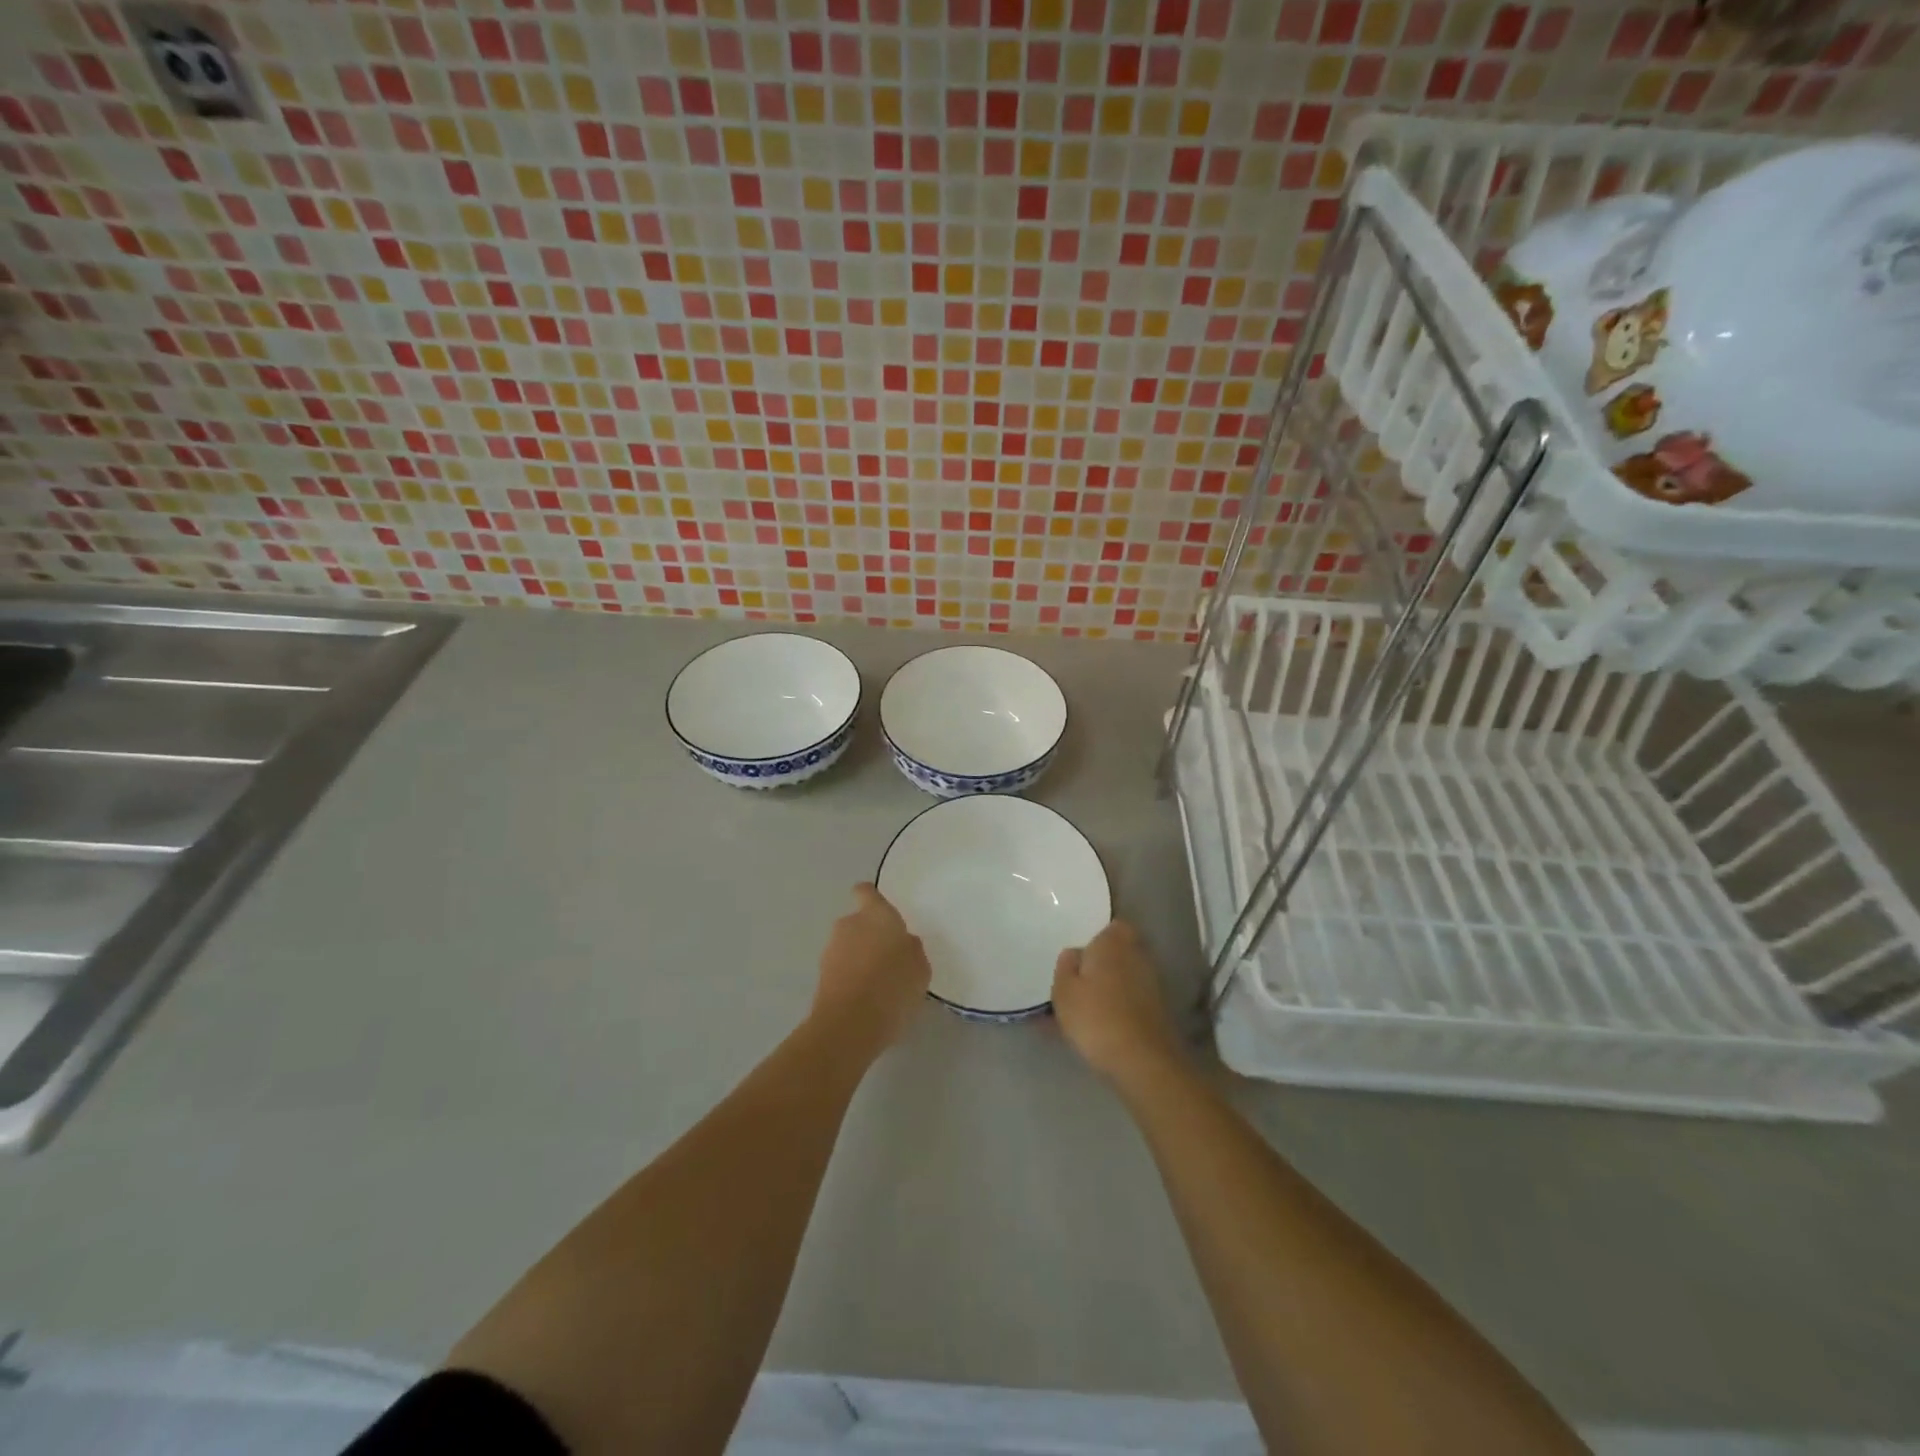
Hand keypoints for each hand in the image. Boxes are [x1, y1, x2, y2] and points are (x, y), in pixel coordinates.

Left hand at [813, 883, 930, 1055]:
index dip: (871, 898)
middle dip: (869, 936)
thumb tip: (902, 944)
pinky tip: (866, 1000)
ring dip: (859, 959)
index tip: (881, 912)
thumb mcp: (919, 967)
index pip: (866, 892)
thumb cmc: (894, 985)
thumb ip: (910, 949)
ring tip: (879, 986)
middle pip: (857, 922)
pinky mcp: (821, 976)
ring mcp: (831, 950)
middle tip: (888, 959)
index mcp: (877, 914)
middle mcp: (849, 924)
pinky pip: (841, 970)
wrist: (850, 1024)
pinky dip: (851, 979)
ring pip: (848, 947)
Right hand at [1052, 921, 1182, 1084]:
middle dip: (1104, 963)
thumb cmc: (1096, 1018)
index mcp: (1113, 942)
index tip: (1081, 957)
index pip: (1112, 926)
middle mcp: (1138, 955)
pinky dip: (1121, 1006)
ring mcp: (1153, 982)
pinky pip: (1133, 999)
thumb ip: (1065, 966)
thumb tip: (1075, 953)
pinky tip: (1105, 1025)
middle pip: (1120, 951)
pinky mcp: (1160, 1009)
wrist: (1143, 1061)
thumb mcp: (1063, 991)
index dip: (1098, 939)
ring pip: (1127, 976)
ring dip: (1112, 986)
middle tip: (1080, 982)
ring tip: (1088, 1008)